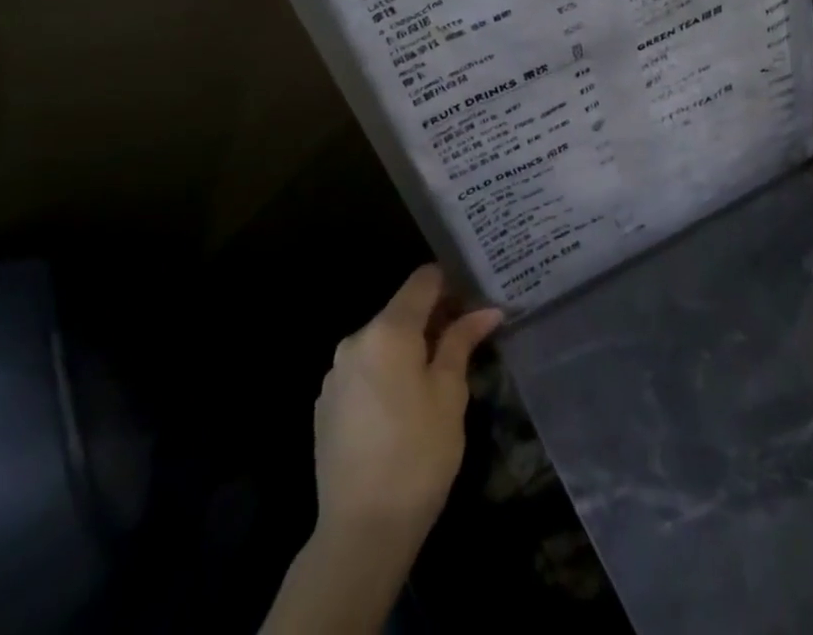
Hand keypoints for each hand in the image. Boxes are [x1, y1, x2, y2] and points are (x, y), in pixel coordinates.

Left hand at [313, 265, 502, 553]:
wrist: (360, 533)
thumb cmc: (418, 454)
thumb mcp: (450, 393)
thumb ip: (462, 342)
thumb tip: (486, 310)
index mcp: (388, 330)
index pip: (423, 280)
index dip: (451, 282)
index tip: (475, 296)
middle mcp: (356, 340)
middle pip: (401, 311)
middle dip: (434, 319)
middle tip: (466, 339)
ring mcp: (336, 374)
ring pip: (383, 342)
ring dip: (409, 348)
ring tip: (438, 376)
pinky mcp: (326, 405)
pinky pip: (364, 371)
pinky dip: (386, 373)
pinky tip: (404, 407)